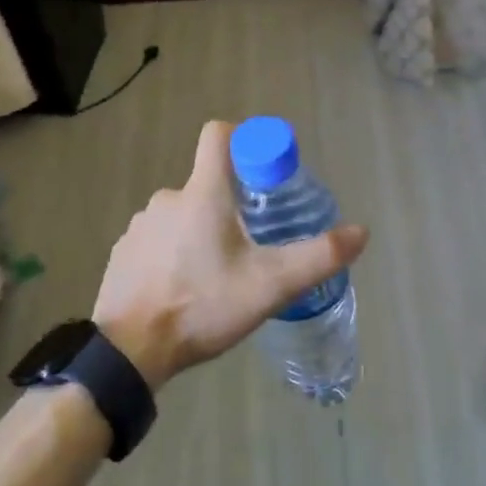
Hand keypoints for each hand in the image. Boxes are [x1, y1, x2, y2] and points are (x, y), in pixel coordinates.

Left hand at [94, 121, 368, 389]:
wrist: (130, 350)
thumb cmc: (203, 306)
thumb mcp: (270, 285)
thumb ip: (318, 257)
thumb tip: (361, 232)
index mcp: (202, 193)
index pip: (218, 135)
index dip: (244, 140)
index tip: (263, 170)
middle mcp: (168, 198)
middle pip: (207, 184)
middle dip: (232, 206)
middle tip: (252, 245)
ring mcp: (141, 225)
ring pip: (183, 215)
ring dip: (202, 233)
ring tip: (218, 274)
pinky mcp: (124, 252)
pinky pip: (158, 240)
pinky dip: (175, 254)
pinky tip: (184, 288)